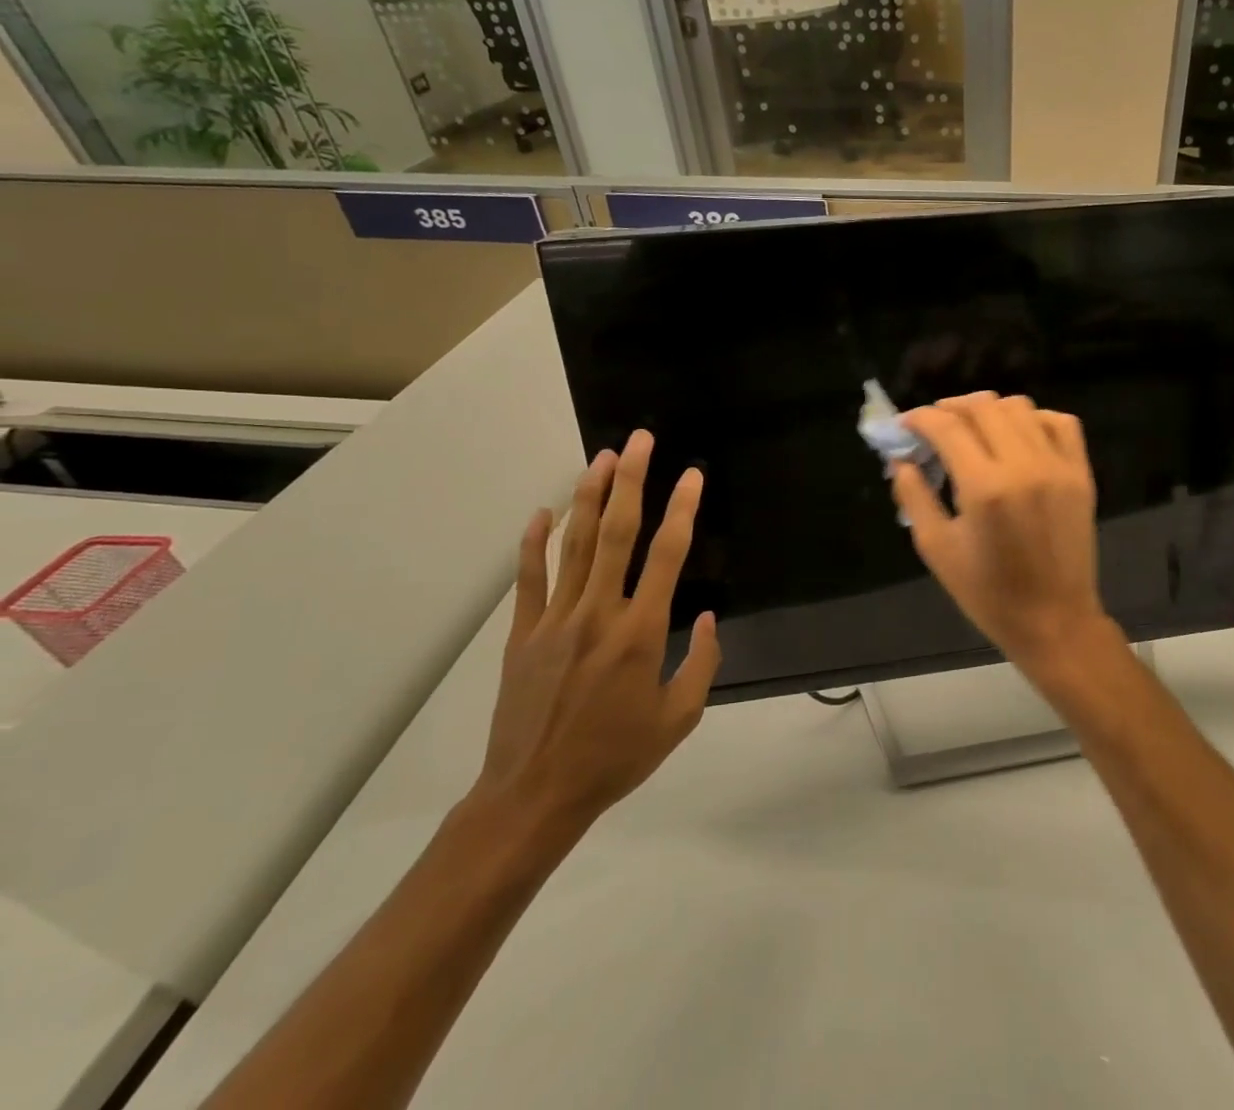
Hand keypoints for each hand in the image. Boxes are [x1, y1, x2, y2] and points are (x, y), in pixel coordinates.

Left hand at [471, 431, 720, 836]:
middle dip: (631, 481)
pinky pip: (529, 579)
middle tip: (639, 441)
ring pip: (574, 545)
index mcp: (641, 632)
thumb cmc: (616, 756)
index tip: (691, 475)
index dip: (682, 509)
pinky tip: (541, 511)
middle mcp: (599, 613)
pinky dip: (533, 543)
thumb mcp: (679, 718)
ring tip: (602, 458)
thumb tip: (706, 617)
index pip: (667, 555)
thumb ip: (702, 662)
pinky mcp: (523, 635)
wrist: (535, 795)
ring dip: (589, 497)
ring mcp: (555, 620)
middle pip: (616, 534)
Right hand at [891, 393, 1128, 689]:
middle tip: (934, 426)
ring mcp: (1058, 466)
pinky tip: (1017, 436)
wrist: (1055, 621)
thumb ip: (914, 496)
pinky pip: (1060, 423)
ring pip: (1020, 407)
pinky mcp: (1080, 473)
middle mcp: (1024, 465)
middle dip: (951, 408)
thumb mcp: (937, 549)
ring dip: (989, 410)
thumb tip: (900, 459)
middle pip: (983, 407)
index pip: (947, 427)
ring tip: (972, 429)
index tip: (905, 425)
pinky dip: (1034, 419)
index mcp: (985, 488)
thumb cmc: (988, 594)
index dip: (920, 418)